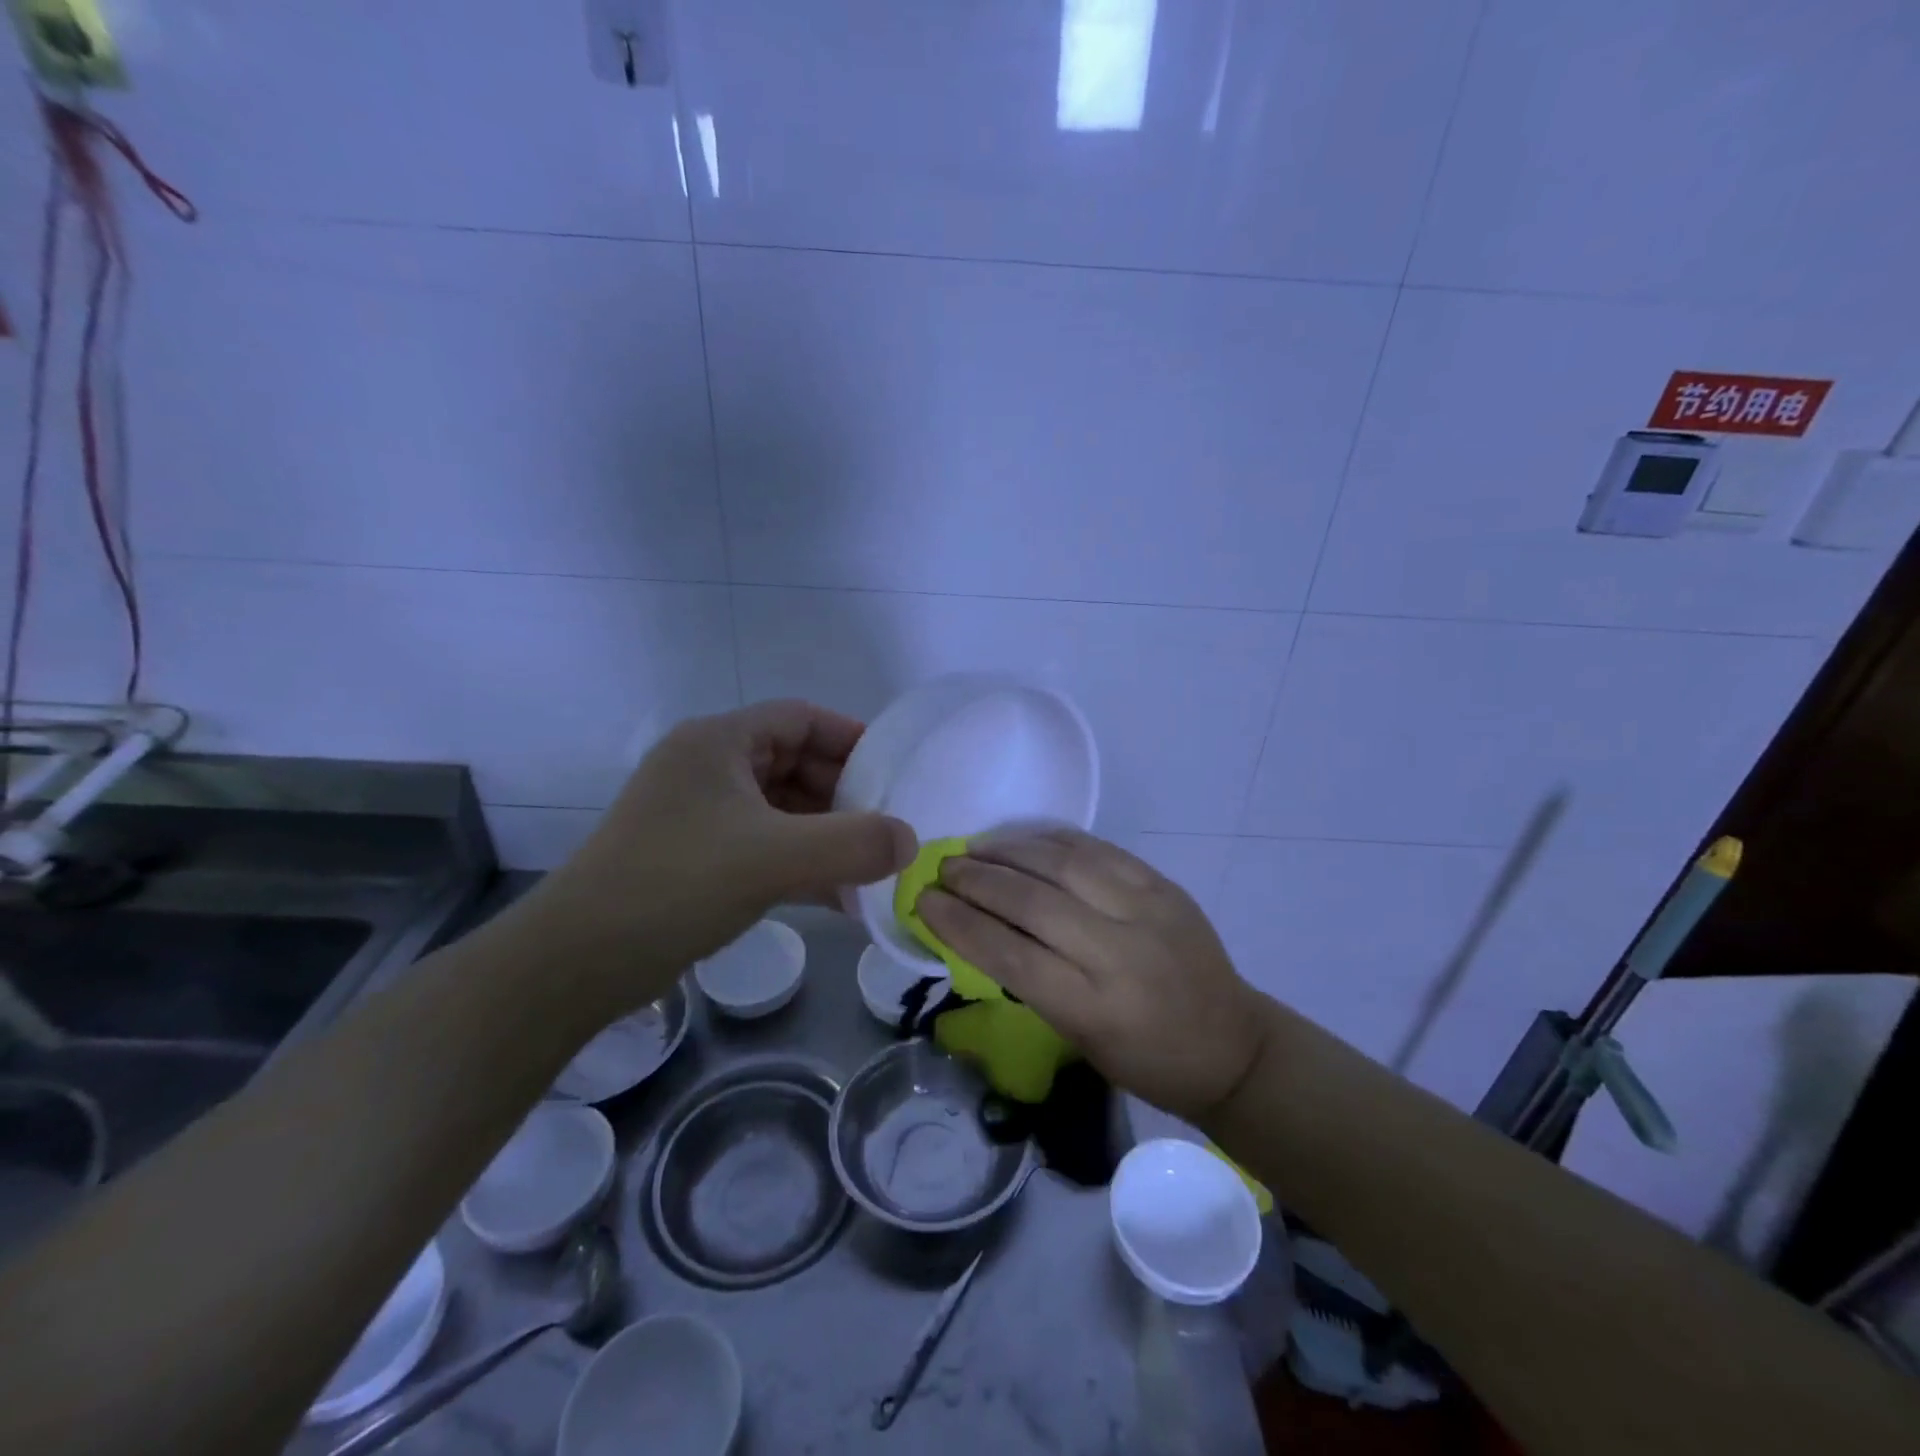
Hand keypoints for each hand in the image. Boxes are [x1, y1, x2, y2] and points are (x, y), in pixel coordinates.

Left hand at [513, 701, 916, 1023]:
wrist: (578, 961)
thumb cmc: (676, 884)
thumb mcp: (773, 858)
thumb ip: (852, 844)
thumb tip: (909, 841)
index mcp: (718, 743)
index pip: (800, 718)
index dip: (850, 737)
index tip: (892, 771)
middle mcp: (707, 768)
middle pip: (793, 762)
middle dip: (843, 793)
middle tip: (887, 824)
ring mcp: (698, 814)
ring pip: (780, 809)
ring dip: (825, 833)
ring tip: (870, 865)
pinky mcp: (695, 856)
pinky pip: (763, 846)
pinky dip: (799, 863)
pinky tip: (837, 897)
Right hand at [917, 828, 1271, 1122]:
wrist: (1233, 1045)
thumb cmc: (1146, 1060)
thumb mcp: (1079, 1038)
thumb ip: (1032, 981)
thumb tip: (978, 929)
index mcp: (1093, 1007)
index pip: (1010, 954)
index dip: (959, 924)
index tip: (924, 902)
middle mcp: (1118, 952)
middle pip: (1031, 901)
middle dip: (977, 880)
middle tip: (943, 869)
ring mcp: (1145, 910)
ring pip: (1063, 864)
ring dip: (1009, 851)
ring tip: (975, 848)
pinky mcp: (1163, 885)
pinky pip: (1098, 850)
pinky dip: (1052, 839)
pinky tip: (1023, 839)